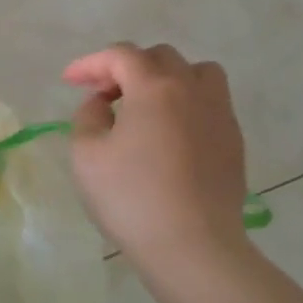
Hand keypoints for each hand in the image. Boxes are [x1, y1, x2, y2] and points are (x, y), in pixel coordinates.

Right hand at [65, 43, 251, 271]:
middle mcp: (192, 90)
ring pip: (196, 74)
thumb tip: (102, 103)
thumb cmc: (131, 198)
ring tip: (144, 106)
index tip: (69, 81)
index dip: (91, 63)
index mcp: (154, 88)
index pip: (121, 55)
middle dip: (126, 68)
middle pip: (160, 57)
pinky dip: (185, 104)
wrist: (193, 246)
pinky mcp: (233, 141)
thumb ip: (88, 117)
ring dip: (165, 79)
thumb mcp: (87, 155)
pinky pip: (210, 103)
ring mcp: (219, 115)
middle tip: (103, 95)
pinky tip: (168, 135)